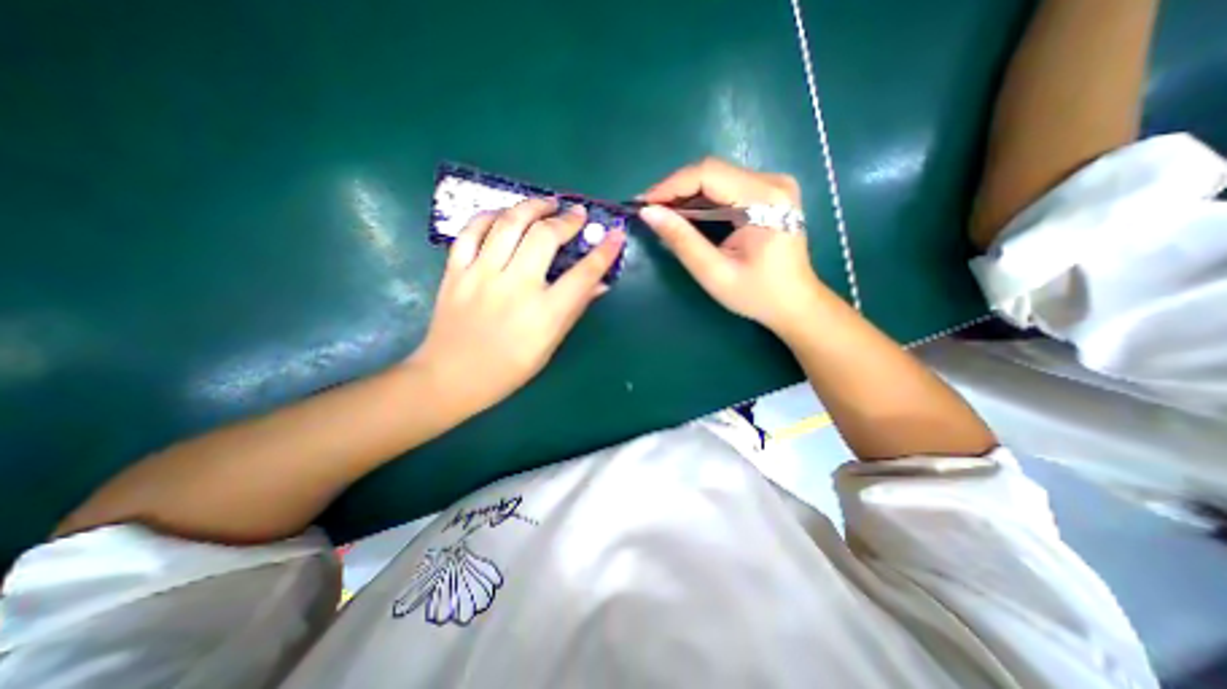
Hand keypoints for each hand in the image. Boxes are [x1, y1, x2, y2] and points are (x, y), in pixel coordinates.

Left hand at [409, 198, 624, 413]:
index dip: (604, 251)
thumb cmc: (509, 369)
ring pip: (509, 223)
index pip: (584, 274)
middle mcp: (515, 288)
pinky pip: (472, 231)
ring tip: (546, 203)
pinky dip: (490, 216)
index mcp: (545, 313)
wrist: (451, 378)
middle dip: (567, 219)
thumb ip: (574, 310)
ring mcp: (481, 276)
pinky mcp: (455, 271)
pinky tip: (504, 215)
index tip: (616, 234)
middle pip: (545, 237)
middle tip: (577, 213)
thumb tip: (599, 284)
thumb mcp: (550, 345)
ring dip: (532, 206)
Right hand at [643, 155, 823, 339]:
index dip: (670, 186)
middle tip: (649, 211)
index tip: (643, 204)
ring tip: (661, 215)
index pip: (708, 173)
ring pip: (717, 178)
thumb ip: (682, 241)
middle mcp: (772, 182)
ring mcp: (773, 185)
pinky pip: (726, 188)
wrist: (795, 303)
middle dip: (675, 190)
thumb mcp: (714, 272)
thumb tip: (649, 213)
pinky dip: (702, 201)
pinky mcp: (769, 194)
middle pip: (712, 172)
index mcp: (765, 198)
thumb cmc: (757, 294)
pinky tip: (685, 216)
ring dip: (686, 195)